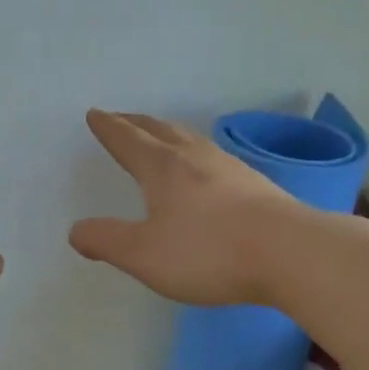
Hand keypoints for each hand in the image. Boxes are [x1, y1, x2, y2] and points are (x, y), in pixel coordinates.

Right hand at [69, 110, 298, 306]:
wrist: (292, 253)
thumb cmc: (209, 251)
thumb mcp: (144, 255)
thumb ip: (106, 241)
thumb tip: (76, 231)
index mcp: (162, 167)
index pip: (127, 139)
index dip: (108, 127)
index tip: (95, 114)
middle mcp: (194, 157)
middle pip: (159, 129)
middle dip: (135, 122)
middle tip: (120, 118)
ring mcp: (228, 167)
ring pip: (189, 138)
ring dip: (167, 132)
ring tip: (159, 134)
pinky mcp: (254, 183)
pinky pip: (212, 155)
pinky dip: (194, 151)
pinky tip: (204, 167)